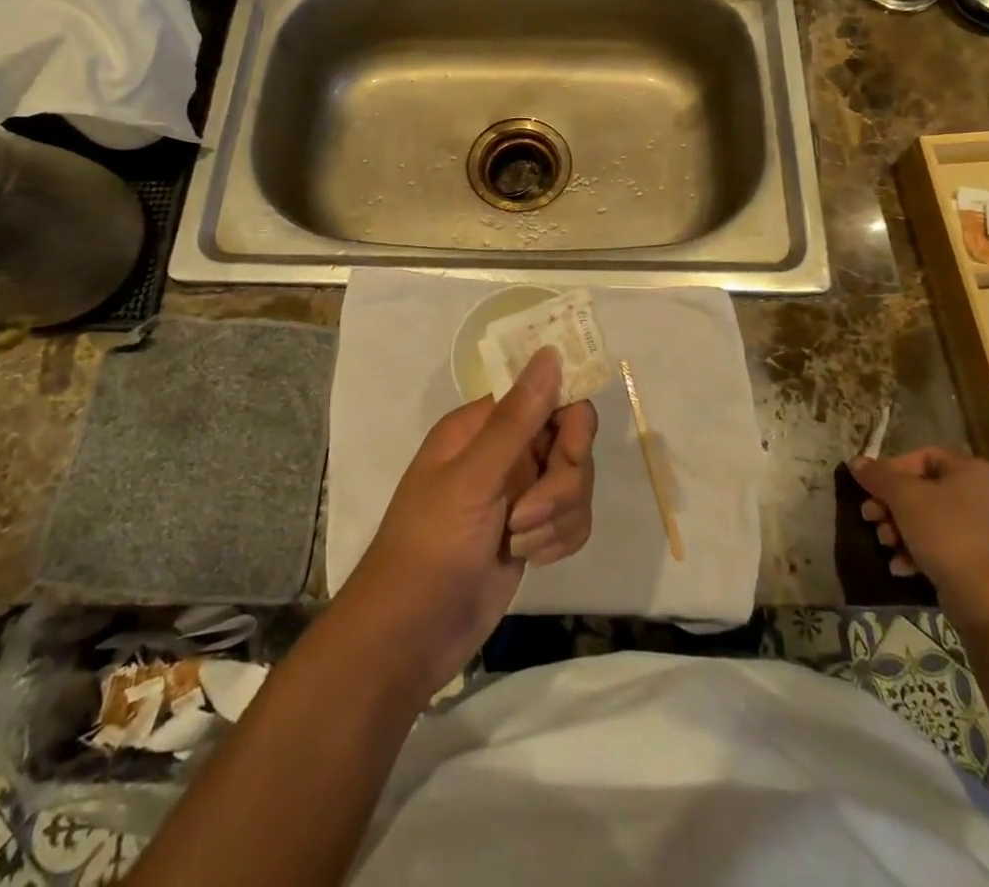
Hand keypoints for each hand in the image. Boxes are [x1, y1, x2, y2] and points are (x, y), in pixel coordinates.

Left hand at [341, 348, 597, 693]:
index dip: (568, 417)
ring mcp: (520, 492)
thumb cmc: (431, 546)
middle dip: (562, 482)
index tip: (572, 448)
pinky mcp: (532, 531)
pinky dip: (559, 540)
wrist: (411, 636)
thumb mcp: (473, 479)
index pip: (546, 396)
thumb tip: (550, 353)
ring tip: (518, 542)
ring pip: (576, 483)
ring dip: (557, 517)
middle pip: (570, 441)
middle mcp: (504, 452)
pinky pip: (573, 518)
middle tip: (528, 513)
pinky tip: (531, 559)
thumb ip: (517, 418)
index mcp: (482, 426)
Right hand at [848, 447, 988, 625]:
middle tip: (870, 517)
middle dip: (892, 505)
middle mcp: (988, 495)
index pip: (924, 457)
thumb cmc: (947, 534)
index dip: (892, 469)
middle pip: (926, 490)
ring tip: (885, 545)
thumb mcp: (904, 498)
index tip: (871, 488)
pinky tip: (901, 567)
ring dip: (902, 530)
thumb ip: (878, 476)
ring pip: (934, 520)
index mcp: (974, 471)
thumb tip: (856, 462)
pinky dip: (922, 552)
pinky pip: (948, 546)